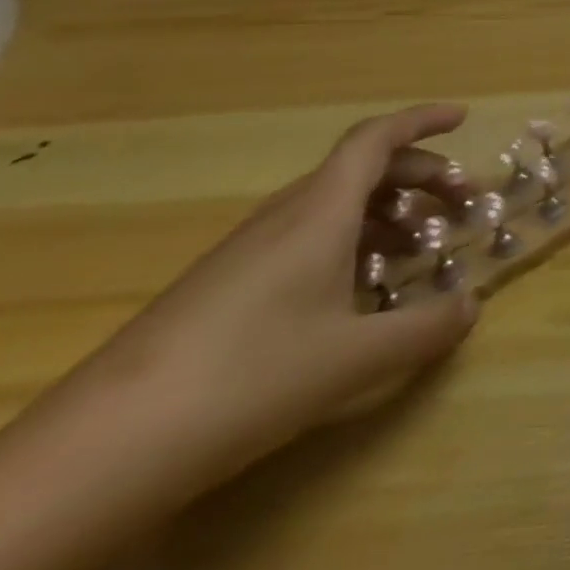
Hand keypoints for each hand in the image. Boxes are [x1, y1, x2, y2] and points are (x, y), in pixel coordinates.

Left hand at [69, 104, 482, 491]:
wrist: (97, 451)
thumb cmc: (248, 379)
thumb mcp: (355, 358)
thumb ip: (426, 327)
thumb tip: (472, 304)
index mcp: (319, 212)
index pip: (376, 140)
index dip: (422, 121)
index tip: (463, 118)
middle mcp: (285, 217)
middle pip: (362, 171)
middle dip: (420, 177)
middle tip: (460, 205)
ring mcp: (248, 252)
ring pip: (333, 207)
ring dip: (387, 214)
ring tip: (419, 251)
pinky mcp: (224, 288)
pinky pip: (305, 240)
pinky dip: (349, 245)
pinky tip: (358, 295)